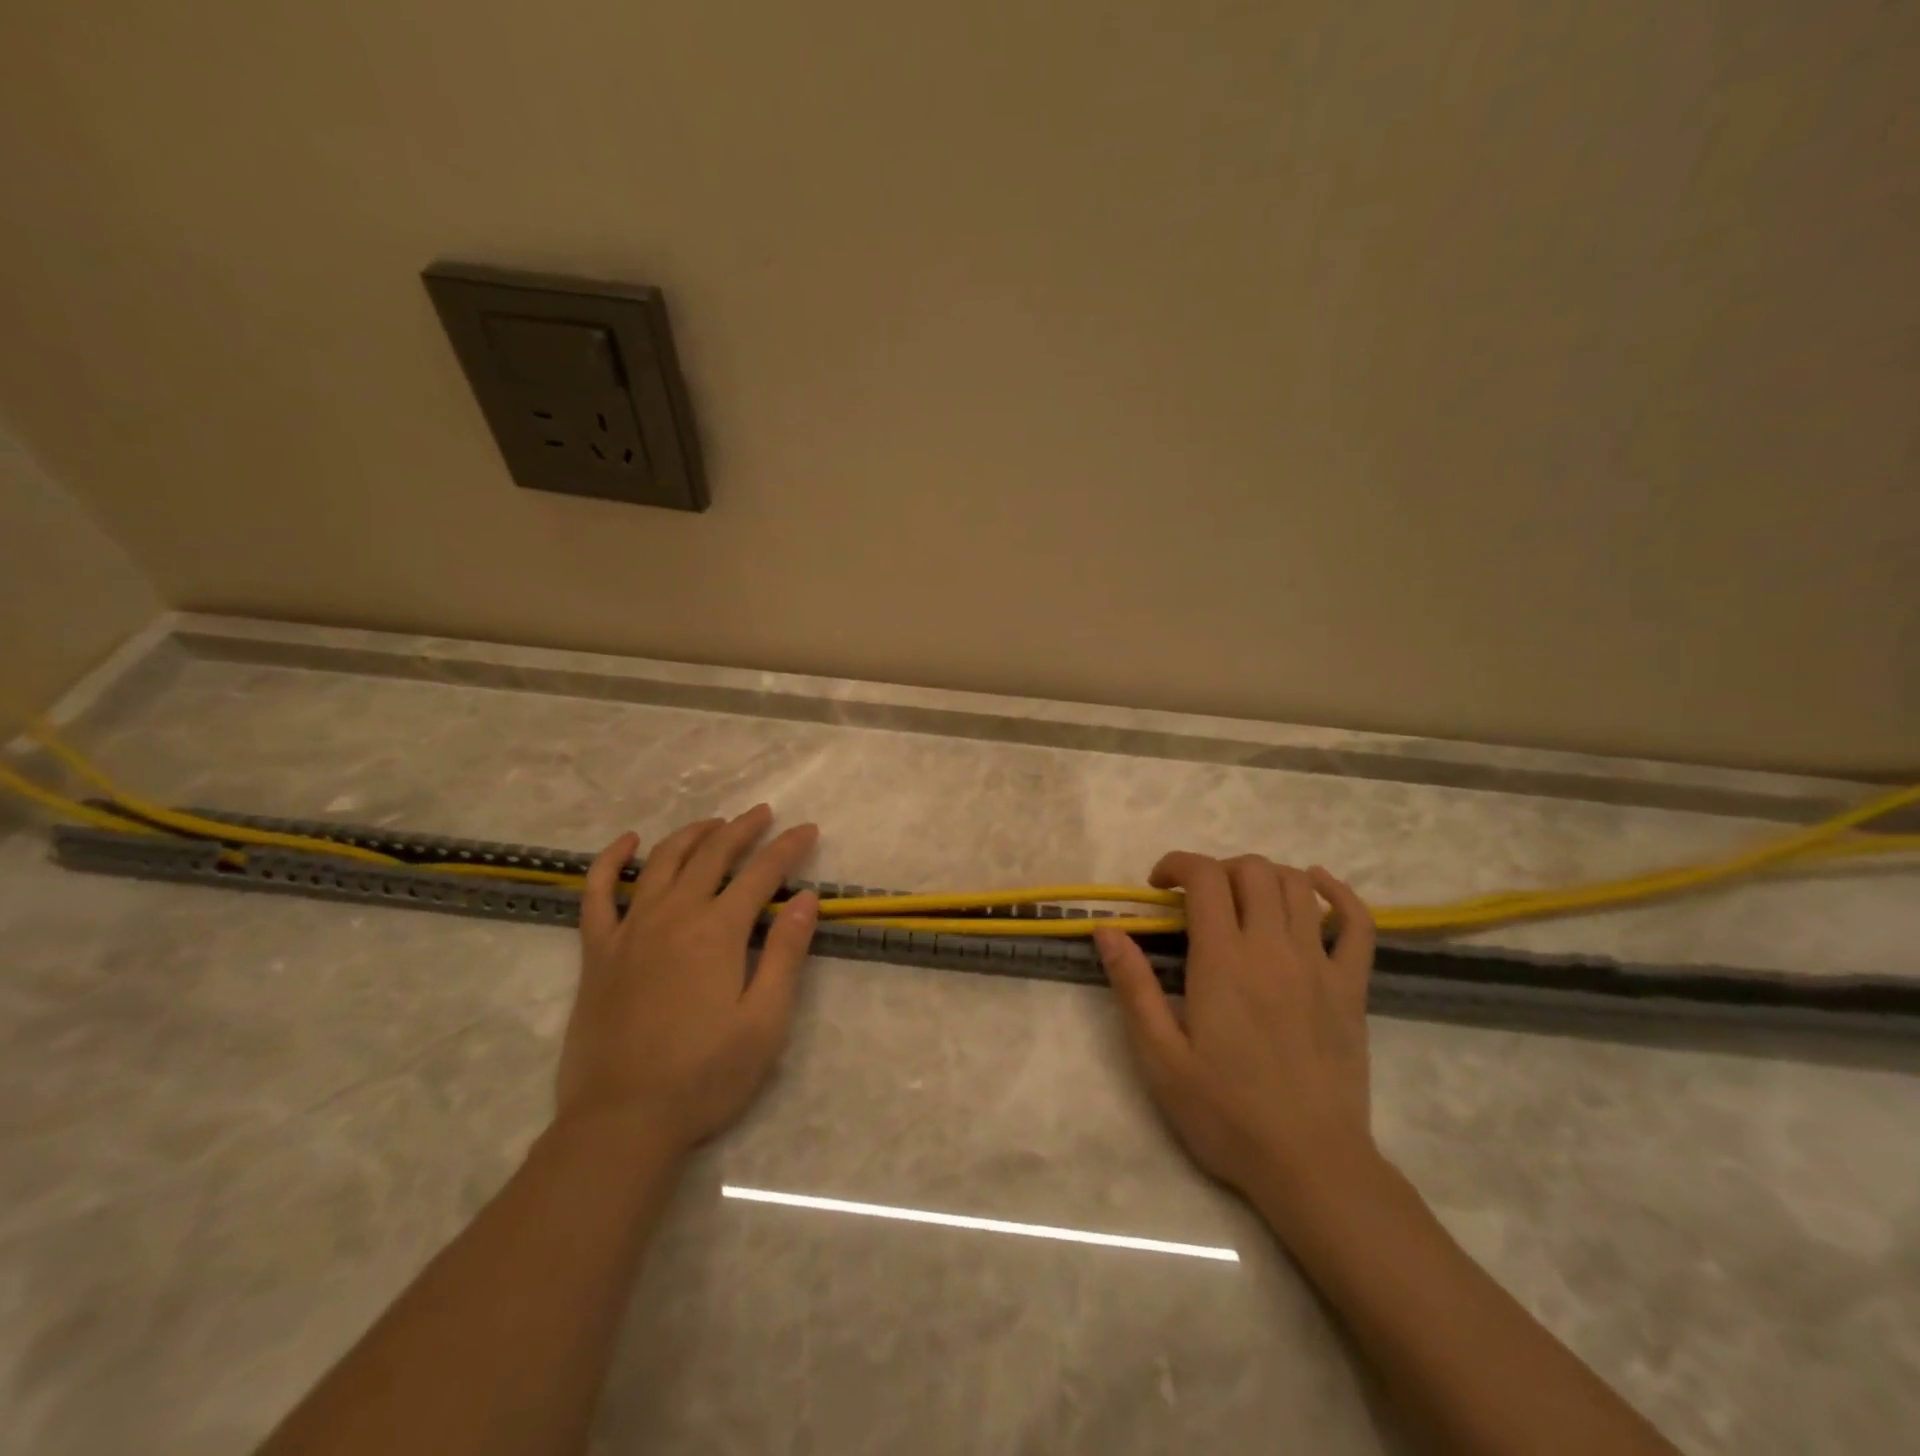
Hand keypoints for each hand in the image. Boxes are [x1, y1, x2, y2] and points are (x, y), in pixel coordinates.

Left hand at [556, 805, 819, 1154]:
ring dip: (691, 835)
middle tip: (764, 814)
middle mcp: (674, 916)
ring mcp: (630, 931)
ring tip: (714, 823)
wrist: (623, 1121)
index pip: (762, 873)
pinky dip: (612, 861)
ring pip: (662, 862)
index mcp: (718, 931)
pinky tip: (629, 843)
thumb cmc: (706, 1075)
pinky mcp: (598, 953)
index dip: (788, 848)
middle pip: (712, 855)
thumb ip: (785, 952)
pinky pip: (598, 893)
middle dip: (742, 829)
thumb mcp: (765, 1020)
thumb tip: (807, 897)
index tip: (808, 830)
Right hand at [1094, 853, 1377, 1205]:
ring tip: (1242, 901)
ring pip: (1298, 886)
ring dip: (1264, 877)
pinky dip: (1338, 893)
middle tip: (1197, 902)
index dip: (1177, 864)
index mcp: (1223, 961)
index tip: (1157, 888)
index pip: (1205, 877)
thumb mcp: (1160, 1057)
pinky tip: (1317, 886)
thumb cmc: (1226, 1114)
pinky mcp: (1352, 988)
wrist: (1310, 1165)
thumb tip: (1107, 930)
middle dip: (1217, 870)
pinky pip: (1358, 923)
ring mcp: (1320, 965)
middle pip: (1253, 870)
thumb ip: (1133, 987)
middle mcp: (1273, 949)